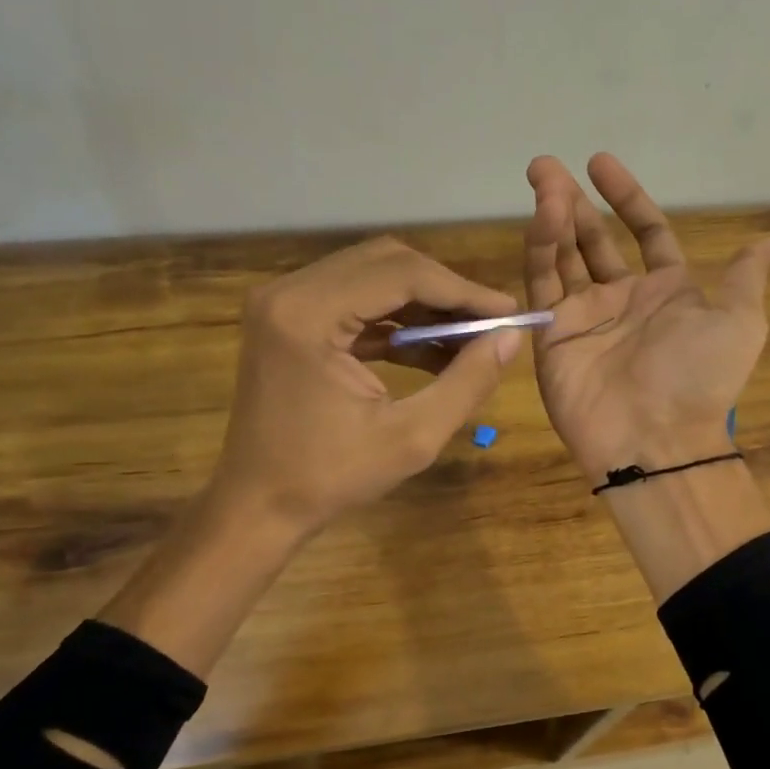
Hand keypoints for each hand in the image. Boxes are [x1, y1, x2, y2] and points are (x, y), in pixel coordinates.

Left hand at [209, 236, 521, 531]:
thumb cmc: (330, 478)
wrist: (258, 505)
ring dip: (423, 304)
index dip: (463, 291)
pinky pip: (355, 303)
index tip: (509, 313)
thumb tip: (511, 338)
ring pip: (372, 277)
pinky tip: (434, 350)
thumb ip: (467, 382)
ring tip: (469, 339)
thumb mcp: (412, 437)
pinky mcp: (289, 320)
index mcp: (309, 314)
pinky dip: (396, 321)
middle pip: (386, 263)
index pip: (401, 274)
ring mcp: (284, 303)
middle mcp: (289, 292)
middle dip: (445, 291)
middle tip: (490, 324)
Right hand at [523, 154, 769, 483]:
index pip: (645, 233)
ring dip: (552, 216)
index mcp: (667, 292)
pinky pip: (543, 284)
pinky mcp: (552, 334)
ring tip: (540, 176)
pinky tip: (542, 215)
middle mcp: (623, 300)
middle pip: (594, 240)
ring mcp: (584, 316)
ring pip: (564, 256)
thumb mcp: (740, 321)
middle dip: (575, 202)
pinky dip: (541, 247)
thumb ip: (743, 277)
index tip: (601, 163)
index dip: (626, 197)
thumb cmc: (699, 376)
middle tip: (548, 166)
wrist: (656, 437)